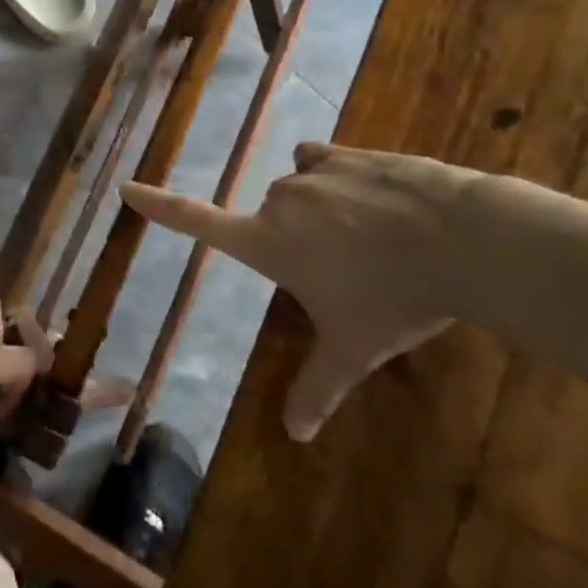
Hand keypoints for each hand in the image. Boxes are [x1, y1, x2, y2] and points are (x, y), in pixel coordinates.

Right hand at [121, 143, 480, 440]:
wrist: (460, 241)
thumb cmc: (395, 298)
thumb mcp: (355, 350)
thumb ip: (318, 387)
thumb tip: (294, 436)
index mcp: (268, 243)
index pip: (198, 223)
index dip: (159, 206)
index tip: (127, 187)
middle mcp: (280, 200)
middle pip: (271, 217)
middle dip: (297, 239)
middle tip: (346, 269)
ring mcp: (313, 170)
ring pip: (299, 188)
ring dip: (319, 208)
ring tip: (368, 235)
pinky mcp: (347, 152)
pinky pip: (322, 160)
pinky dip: (335, 175)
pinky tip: (371, 195)